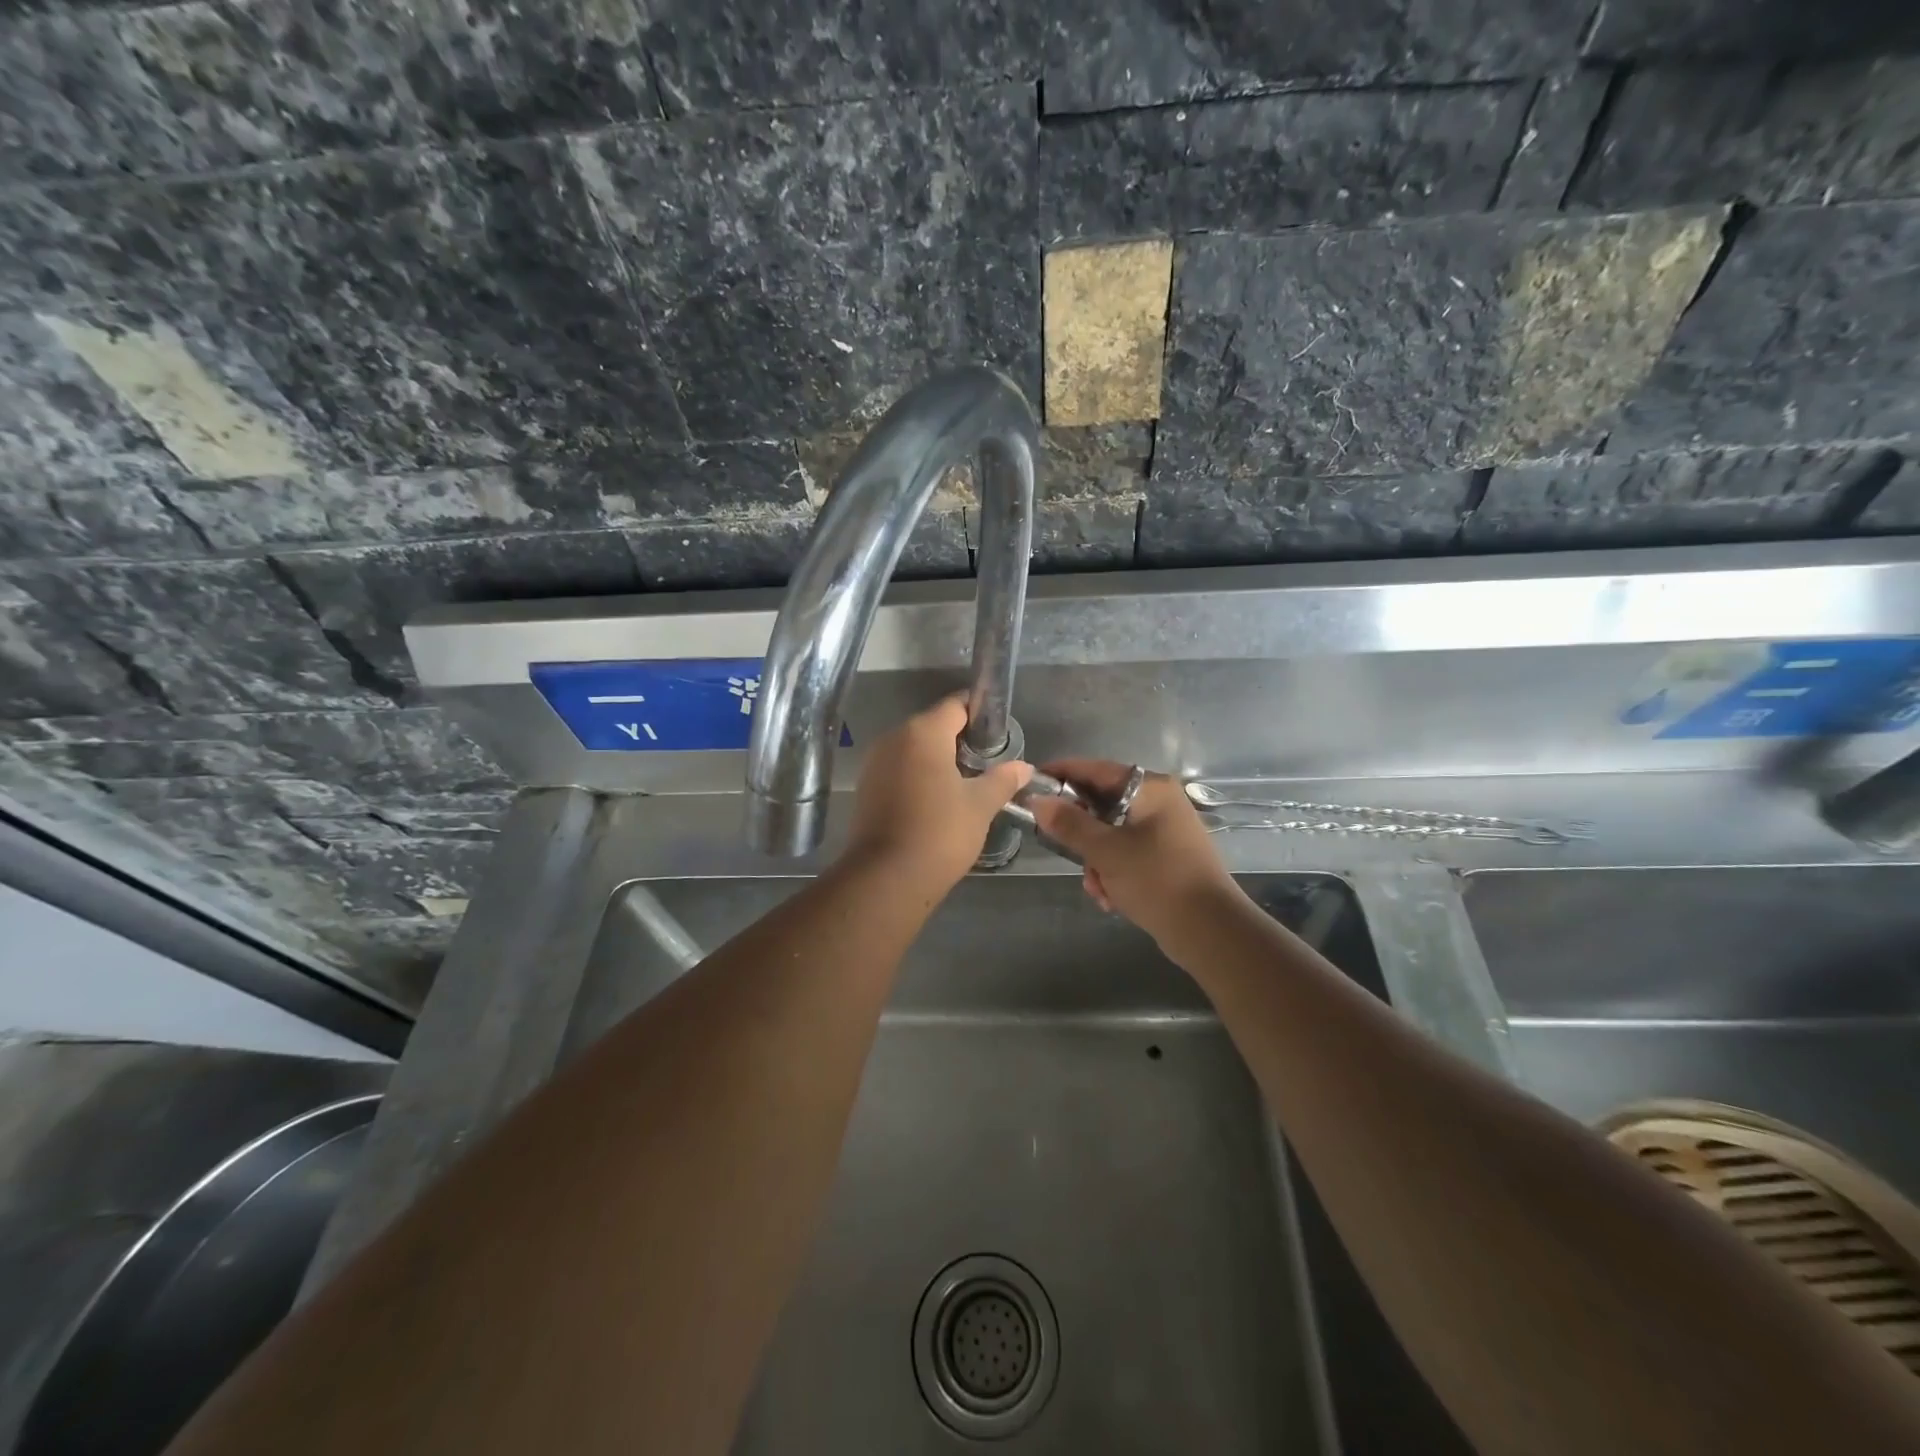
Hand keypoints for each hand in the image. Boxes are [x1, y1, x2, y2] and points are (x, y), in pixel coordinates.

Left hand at [845, 695, 1032, 888]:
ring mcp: (874, 763)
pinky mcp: (866, 787)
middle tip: (988, 763)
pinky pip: (899, 769)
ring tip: (966, 784)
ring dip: (939, 759)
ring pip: (914, 749)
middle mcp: (893, 738)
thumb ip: (1003, 779)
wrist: (886, 879)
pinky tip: (937, 801)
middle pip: (934, 725)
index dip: (980, 713)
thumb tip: (1024, 767)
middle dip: (961, 739)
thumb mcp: (980, 805)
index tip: (999, 733)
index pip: (956, 705)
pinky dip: (919, 776)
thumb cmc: (940, 833)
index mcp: (922, 732)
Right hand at [1030, 760, 1240, 942]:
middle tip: (1061, 849)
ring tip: (1097, 887)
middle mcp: (1159, 802)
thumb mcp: (1106, 851)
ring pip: (1110, 834)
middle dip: (1080, 834)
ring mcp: (1164, 831)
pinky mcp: (1165, 858)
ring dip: (1095, 861)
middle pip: (1101, 804)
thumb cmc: (1157, 880)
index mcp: (1150, 789)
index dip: (1061, 774)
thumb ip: (1069, 823)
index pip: (1095, 769)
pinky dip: (1113, 873)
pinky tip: (1110, 898)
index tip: (1030, 785)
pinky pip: (1125, 855)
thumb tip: (1037, 800)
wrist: (1210, 931)